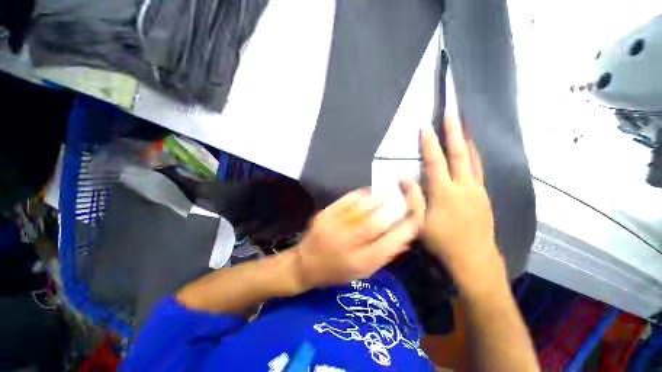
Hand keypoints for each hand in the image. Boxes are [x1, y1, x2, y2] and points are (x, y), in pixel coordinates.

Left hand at [294, 186, 424, 288]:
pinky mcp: (324, 215)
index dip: (406, 228)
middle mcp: (347, 244)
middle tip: (402, 201)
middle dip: (394, 209)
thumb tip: (405, 239)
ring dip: (379, 200)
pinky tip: (368, 194)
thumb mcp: (362, 272)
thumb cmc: (335, 272)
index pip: (390, 243)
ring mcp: (333, 227)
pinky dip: (361, 194)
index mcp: (359, 263)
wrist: (304, 263)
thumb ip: (384, 256)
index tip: (414, 217)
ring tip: (387, 196)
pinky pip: (346, 200)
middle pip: (377, 222)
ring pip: (362, 208)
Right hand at [419, 118, 503, 286]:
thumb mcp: (420, 223)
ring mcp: (478, 191)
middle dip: (454, 131)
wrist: (475, 259)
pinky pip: (479, 171)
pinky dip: (474, 158)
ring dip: (467, 142)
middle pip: (460, 153)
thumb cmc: (442, 242)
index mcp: (445, 192)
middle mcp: (464, 186)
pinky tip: (471, 155)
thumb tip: (403, 177)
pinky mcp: (484, 197)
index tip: (425, 127)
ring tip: (464, 127)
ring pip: (474, 160)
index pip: (436, 161)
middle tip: (452, 113)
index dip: (430, 144)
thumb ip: (412, 198)